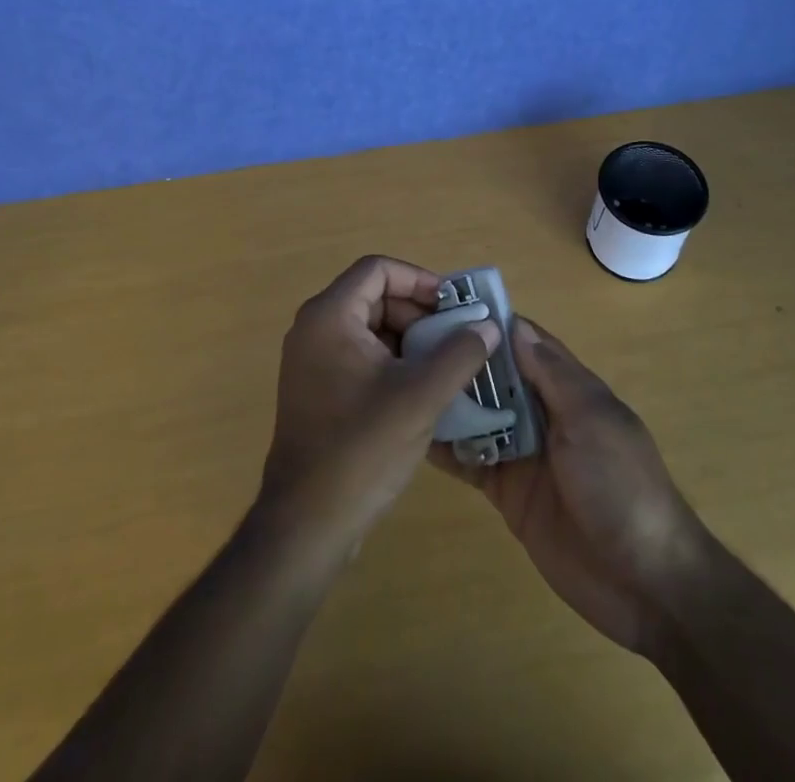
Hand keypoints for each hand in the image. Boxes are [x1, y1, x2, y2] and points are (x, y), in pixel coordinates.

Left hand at [257, 256, 499, 564]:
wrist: (307, 524)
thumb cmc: (362, 449)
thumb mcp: (421, 396)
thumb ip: (459, 353)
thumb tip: (487, 325)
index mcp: (330, 316)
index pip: (378, 270)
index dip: (419, 280)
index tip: (453, 306)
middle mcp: (314, 328)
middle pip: (374, 297)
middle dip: (419, 313)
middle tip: (457, 338)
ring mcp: (311, 361)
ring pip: (370, 328)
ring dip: (410, 339)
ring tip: (448, 364)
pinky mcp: (317, 389)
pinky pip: (360, 355)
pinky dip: (393, 362)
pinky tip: (423, 390)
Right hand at [436, 318, 709, 656]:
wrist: (644, 582)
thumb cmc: (622, 485)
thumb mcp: (592, 419)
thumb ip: (553, 374)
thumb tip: (515, 324)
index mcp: (569, 388)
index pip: (525, 342)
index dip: (491, 324)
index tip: (445, 303)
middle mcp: (543, 413)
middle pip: (496, 377)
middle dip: (461, 360)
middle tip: (406, 342)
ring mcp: (524, 453)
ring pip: (478, 415)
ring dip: (448, 401)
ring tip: (401, 380)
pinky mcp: (507, 491)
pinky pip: (471, 460)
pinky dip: (446, 447)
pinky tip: (412, 432)